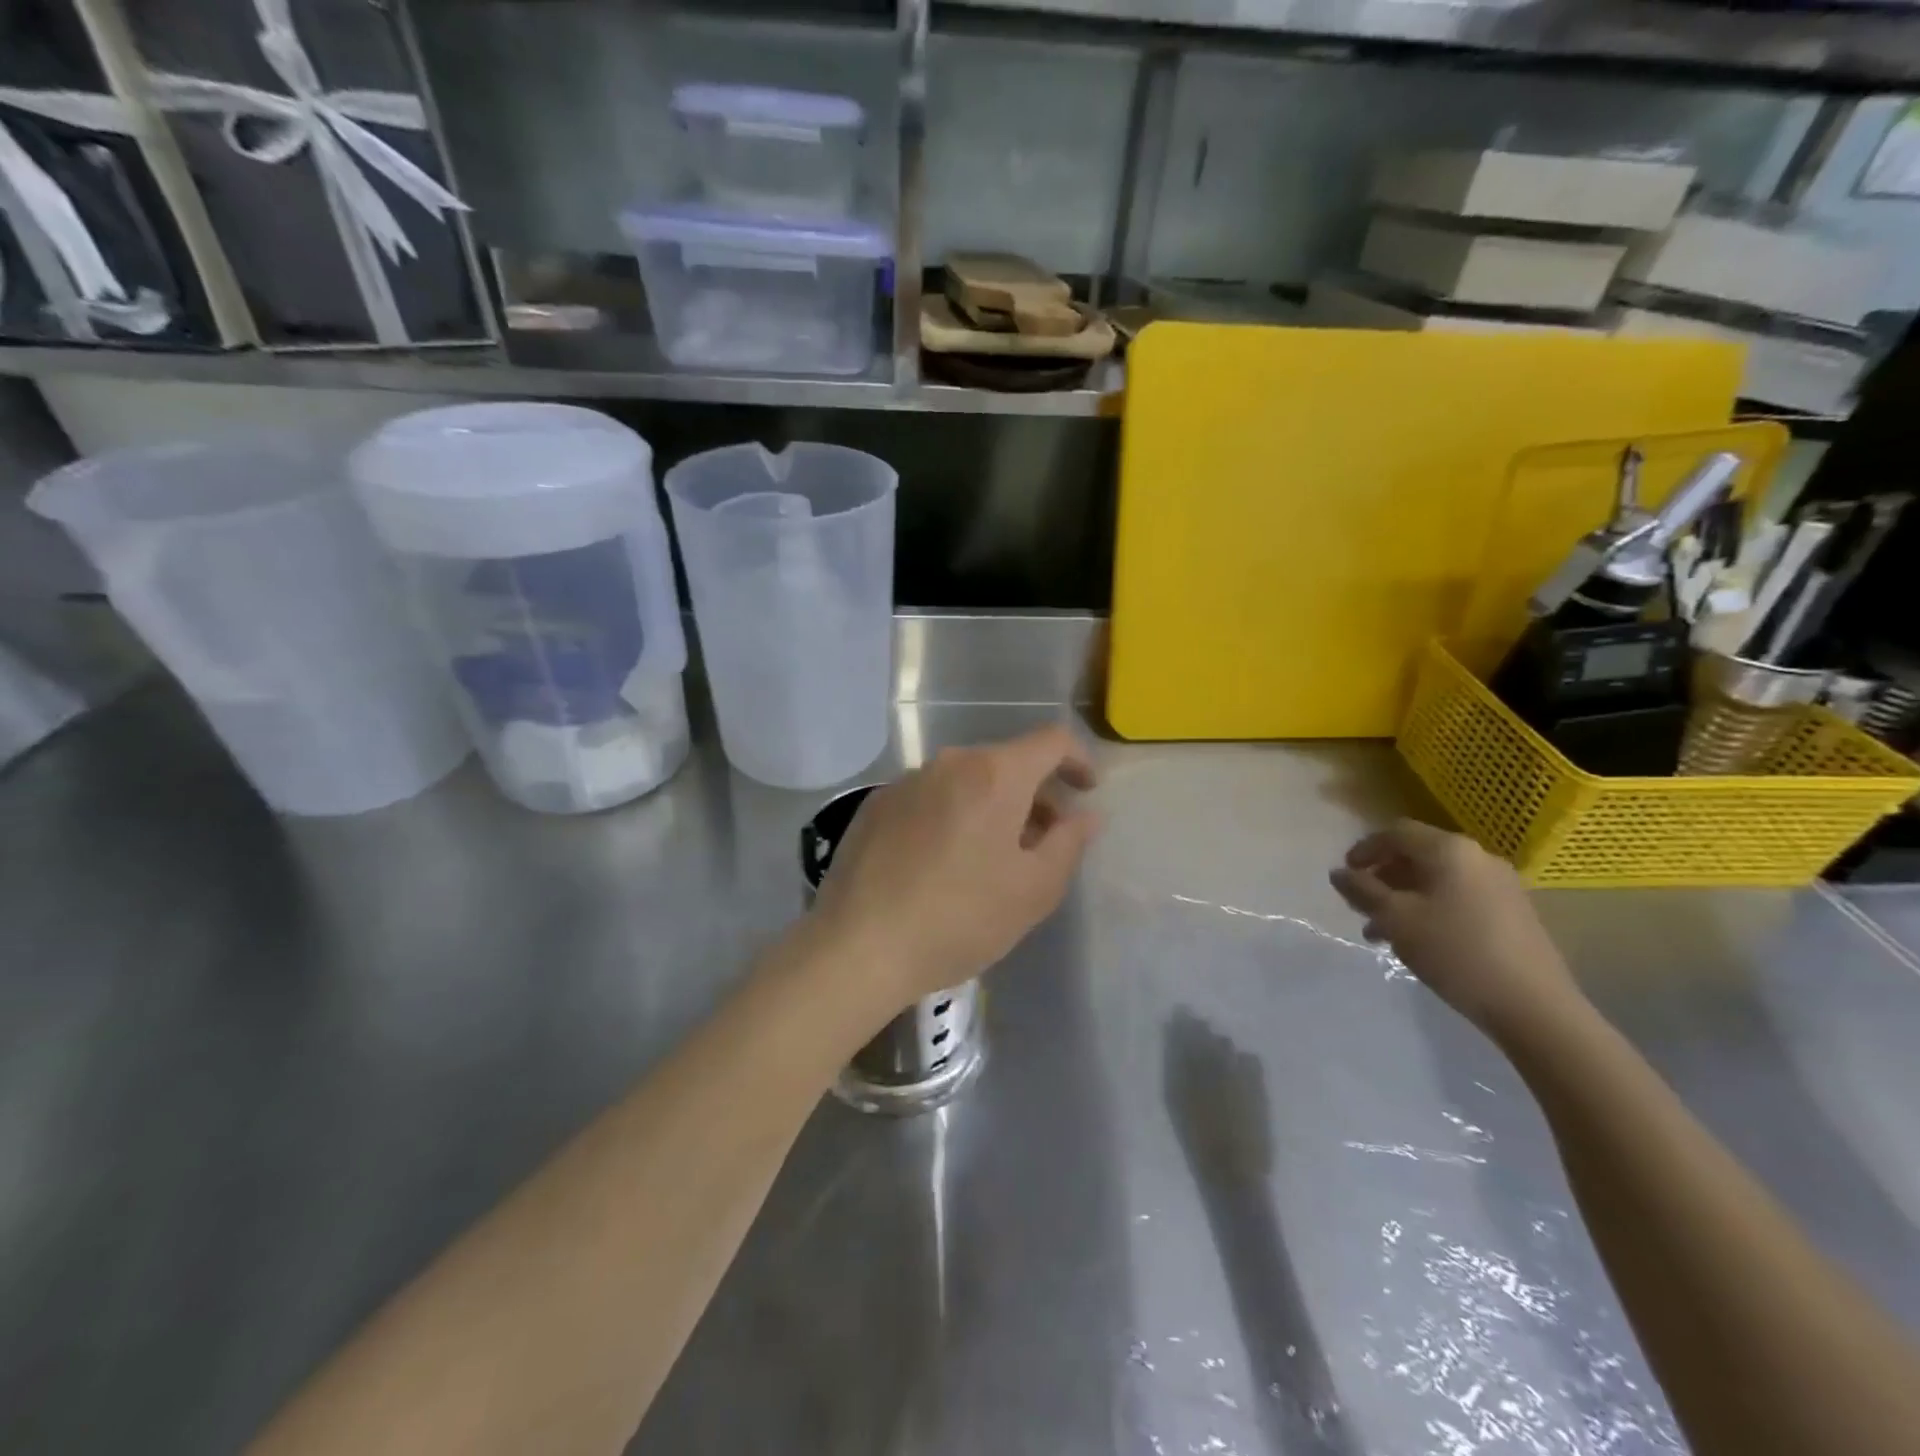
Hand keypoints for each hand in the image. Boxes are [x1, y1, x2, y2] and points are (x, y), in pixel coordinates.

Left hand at [811, 724, 1100, 1014]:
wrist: (859, 946)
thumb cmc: (960, 918)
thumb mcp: (1034, 890)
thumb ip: (1069, 843)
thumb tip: (1085, 815)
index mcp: (994, 774)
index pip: (1051, 741)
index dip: (1078, 760)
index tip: (1086, 791)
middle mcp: (949, 763)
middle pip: (1006, 762)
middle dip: (1035, 793)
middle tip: (1044, 840)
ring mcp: (906, 781)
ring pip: (966, 780)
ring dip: (992, 806)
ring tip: (994, 855)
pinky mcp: (875, 804)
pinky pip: (930, 797)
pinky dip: (952, 814)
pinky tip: (944, 861)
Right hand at [1330, 819, 1584, 1035]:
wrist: (1534, 1006)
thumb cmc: (1455, 951)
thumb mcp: (1395, 919)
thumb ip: (1362, 891)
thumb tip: (1339, 873)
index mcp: (1449, 850)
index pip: (1396, 833)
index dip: (1365, 849)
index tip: (1345, 875)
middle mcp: (1478, 857)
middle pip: (1418, 855)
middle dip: (1383, 877)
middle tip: (1361, 905)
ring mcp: (1501, 885)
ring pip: (1437, 880)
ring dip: (1404, 897)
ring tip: (1383, 931)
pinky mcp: (1513, 912)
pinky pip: (1459, 897)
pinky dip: (1430, 908)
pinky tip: (1419, 940)